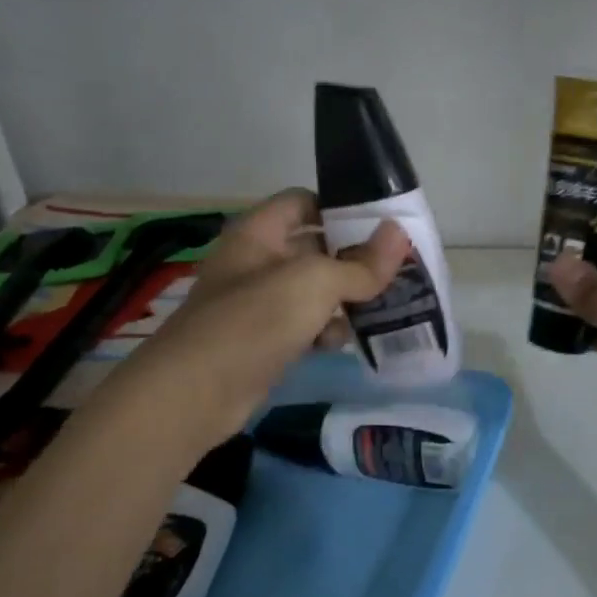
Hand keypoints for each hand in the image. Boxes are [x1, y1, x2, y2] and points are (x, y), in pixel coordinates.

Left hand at [114, 189, 408, 447]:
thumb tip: (401, 234)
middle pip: (315, 247)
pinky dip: (324, 330)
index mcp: (260, 232)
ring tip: (380, 307)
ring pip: (313, 291)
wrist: (195, 394)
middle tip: (396, 269)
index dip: (341, 207)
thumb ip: (361, 263)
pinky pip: (304, 325)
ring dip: (344, 299)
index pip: (304, 202)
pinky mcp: (264, 340)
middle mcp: (257, 261)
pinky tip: (340, 342)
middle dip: (353, 258)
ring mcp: (258, 303)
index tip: (383, 224)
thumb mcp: (315, 283)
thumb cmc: (254, 321)